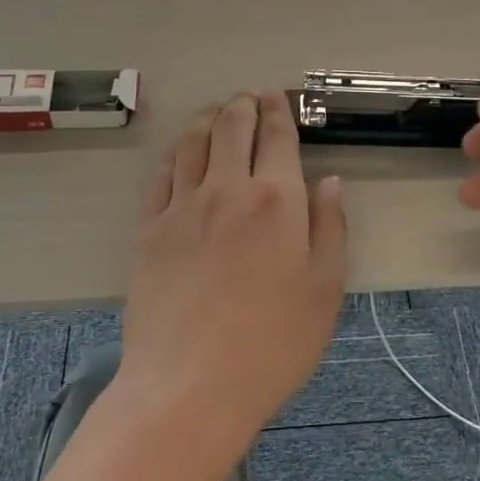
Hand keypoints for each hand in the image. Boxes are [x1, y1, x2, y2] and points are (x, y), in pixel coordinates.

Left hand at [119, 91, 347, 440]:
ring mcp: (182, 208)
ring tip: (215, 114)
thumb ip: (329, 229)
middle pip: (231, 128)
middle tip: (248, 97)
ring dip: (207, 121)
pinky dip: (174, 156)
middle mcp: (227, 190)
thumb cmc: (273, 344)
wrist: (190, 386)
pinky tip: (180, 157)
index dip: (278, 110)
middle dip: (242, 105)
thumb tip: (329, 182)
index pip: (277, 137)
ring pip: (192, 144)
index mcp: (276, 200)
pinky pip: (161, 177)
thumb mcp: (325, 291)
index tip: (276, 95)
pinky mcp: (150, 231)